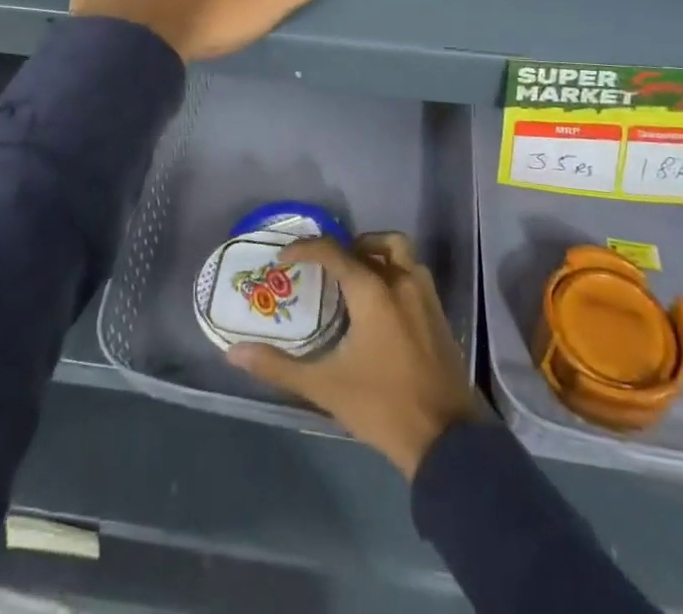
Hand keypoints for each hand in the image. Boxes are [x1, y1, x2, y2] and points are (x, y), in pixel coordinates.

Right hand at [228, 233, 480, 478]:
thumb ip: (279, 366)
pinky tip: (382, 305)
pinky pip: (415, 274)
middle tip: (327, 267)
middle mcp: (401, 281)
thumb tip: (235, 353)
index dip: (305, 249)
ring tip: (355, 278)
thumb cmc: (382, 407)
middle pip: (375, 242)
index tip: (284, 259)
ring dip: (377, 254)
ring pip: (401, 253)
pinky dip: (395, 272)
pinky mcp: (439, 313)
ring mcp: (425, 295)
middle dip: (349, 246)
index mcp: (372, 291)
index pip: (333, 252)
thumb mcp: (325, 388)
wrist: (446, 440)